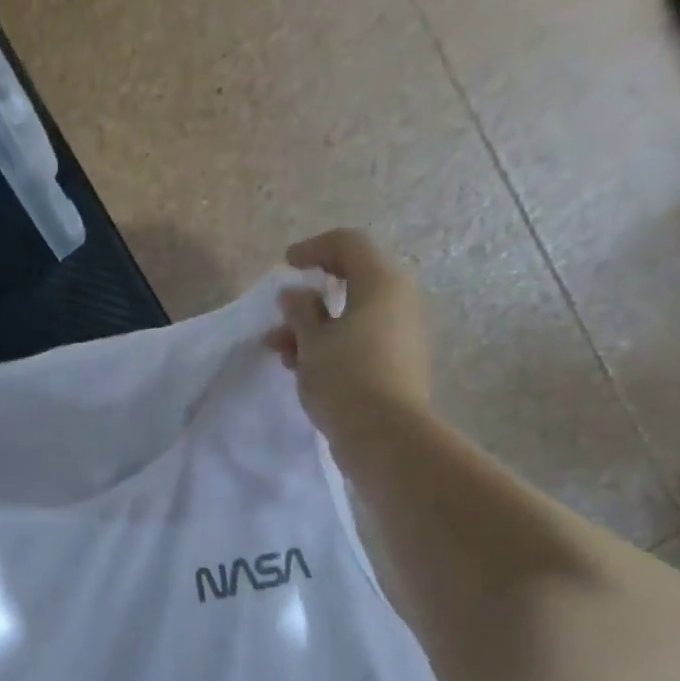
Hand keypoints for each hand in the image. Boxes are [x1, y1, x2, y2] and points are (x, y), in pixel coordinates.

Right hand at [266, 229, 429, 444]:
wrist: (386, 435)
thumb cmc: (345, 378)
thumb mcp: (312, 342)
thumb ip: (300, 312)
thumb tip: (294, 294)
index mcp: (380, 283)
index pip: (348, 244)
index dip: (314, 248)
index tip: (286, 265)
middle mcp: (397, 301)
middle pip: (350, 282)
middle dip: (309, 299)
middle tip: (280, 317)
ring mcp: (399, 333)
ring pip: (351, 316)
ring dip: (313, 328)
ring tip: (281, 352)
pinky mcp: (396, 362)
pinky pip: (360, 340)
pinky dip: (331, 345)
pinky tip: (303, 369)